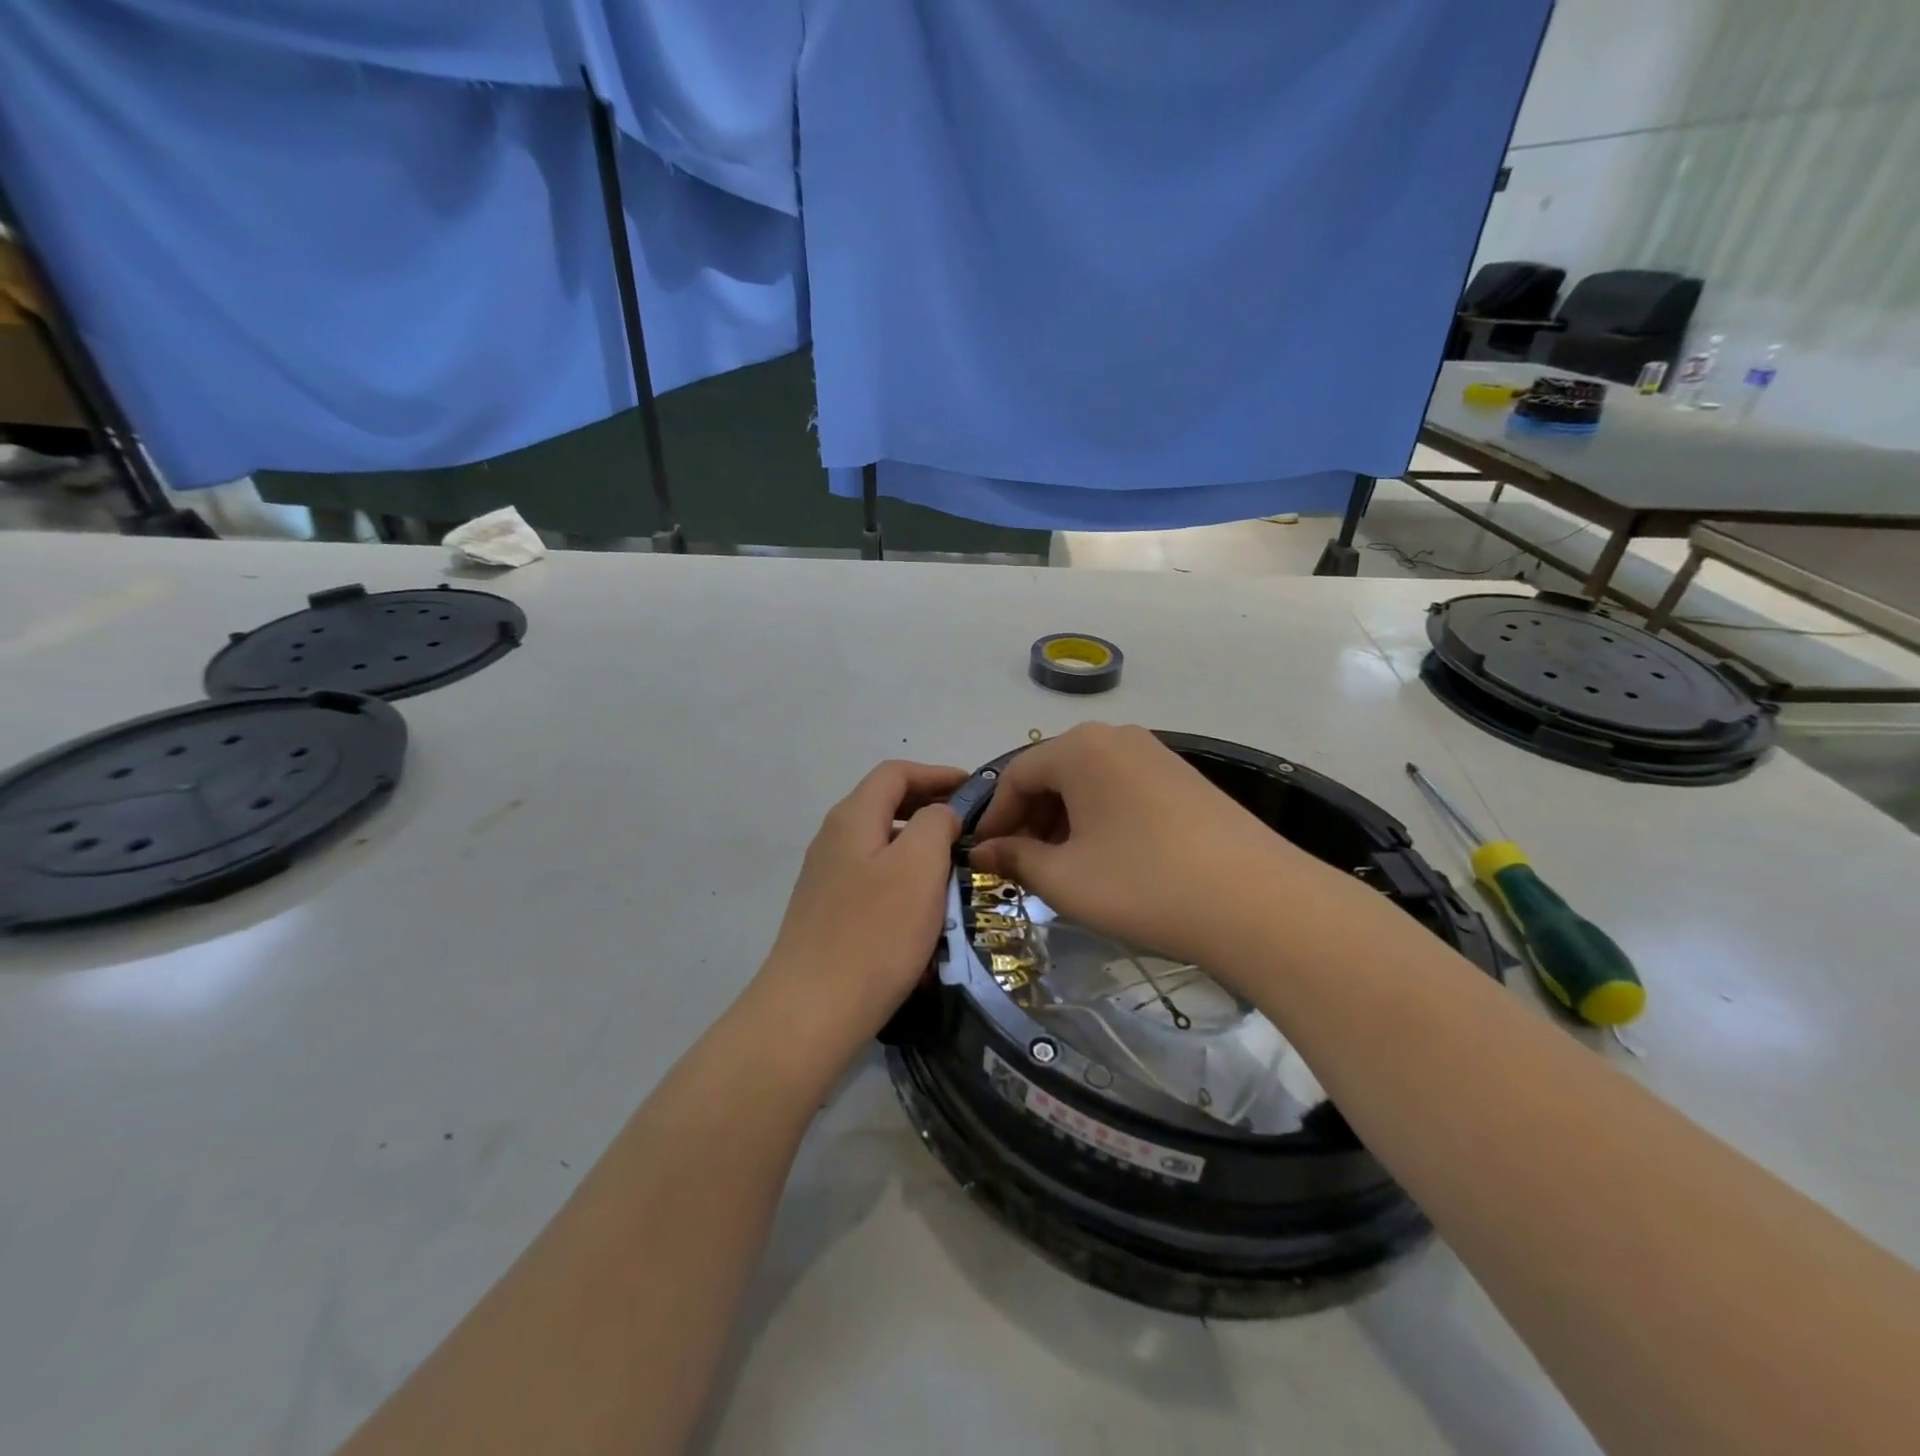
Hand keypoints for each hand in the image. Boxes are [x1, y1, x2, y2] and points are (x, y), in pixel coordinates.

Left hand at [754, 761, 965, 1060]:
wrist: (811, 1012)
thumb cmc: (874, 933)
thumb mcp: (918, 867)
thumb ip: (935, 824)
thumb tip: (939, 813)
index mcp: (852, 818)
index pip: (895, 773)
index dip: (937, 774)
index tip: (975, 791)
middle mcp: (833, 839)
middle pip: (885, 805)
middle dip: (929, 809)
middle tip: (970, 829)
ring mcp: (826, 878)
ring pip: (881, 845)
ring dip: (919, 847)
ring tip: (955, 868)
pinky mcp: (827, 913)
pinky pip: (873, 880)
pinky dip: (903, 880)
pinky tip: (924, 911)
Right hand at [971, 724, 1320, 967]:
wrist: (1256, 901)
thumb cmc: (1142, 884)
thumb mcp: (1065, 879)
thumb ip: (1016, 858)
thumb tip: (985, 851)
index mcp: (1079, 749)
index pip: (1016, 775)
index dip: (995, 818)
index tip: (985, 857)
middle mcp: (1115, 737)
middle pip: (1053, 773)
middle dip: (1030, 819)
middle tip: (1023, 866)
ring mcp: (1155, 754)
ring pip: (1089, 781)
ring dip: (1064, 820)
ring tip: (1064, 866)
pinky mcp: (1184, 778)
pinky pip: (1122, 788)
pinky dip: (1101, 817)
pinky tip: (1109, 857)